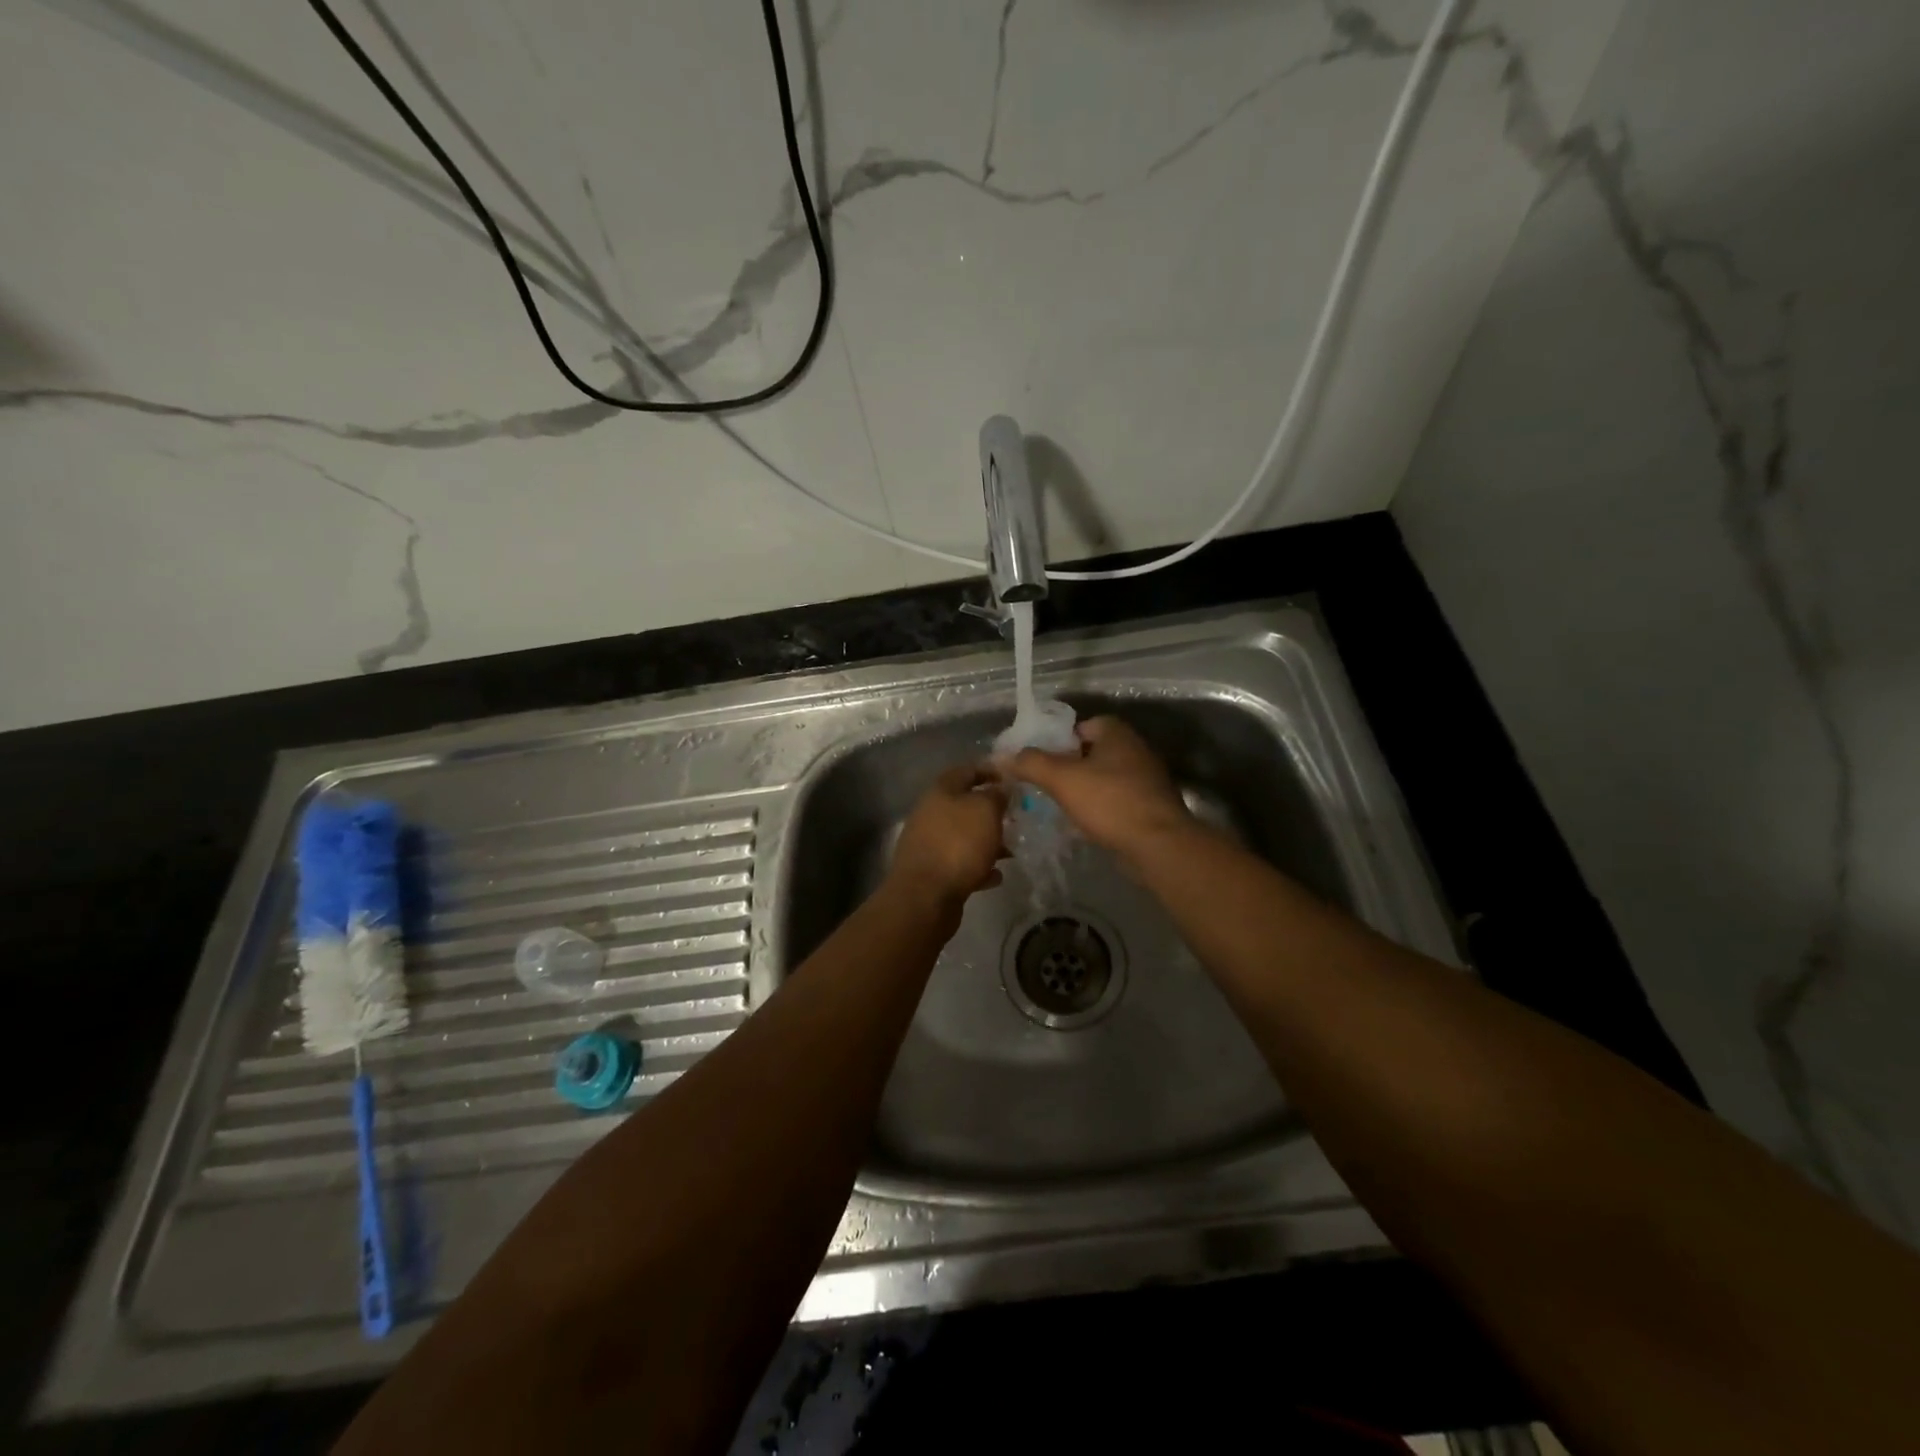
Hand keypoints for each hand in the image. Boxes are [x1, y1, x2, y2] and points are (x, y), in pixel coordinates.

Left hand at [887, 763, 1008, 906]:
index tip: (1013, 779)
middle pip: (964, 805)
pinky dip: (979, 866)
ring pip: (964, 836)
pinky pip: (960, 863)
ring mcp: (929, 844)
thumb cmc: (958, 844)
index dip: (990, 771)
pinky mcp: (933, 872)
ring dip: (987, 841)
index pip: (967, 770)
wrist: (925, 896)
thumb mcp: (985, 811)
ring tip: (1011, 850)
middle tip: (1016, 818)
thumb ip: (997, 795)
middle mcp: (931, 813)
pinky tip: (996, 876)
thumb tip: (1001, 789)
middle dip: (991, 811)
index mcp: (941, 791)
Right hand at [999, 716, 1192, 867]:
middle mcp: (1136, 750)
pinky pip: (1116, 800)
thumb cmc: (1109, 802)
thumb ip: (1031, 763)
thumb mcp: (1062, 778)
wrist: (1158, 845)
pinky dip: (1100, 808)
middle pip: (1092, 752)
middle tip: (1045, 783)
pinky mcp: (1150, 807)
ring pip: (1104, 778)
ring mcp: (1146, 780)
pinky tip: (1085, 823)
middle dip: (1069, 766)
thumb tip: (1002, 756)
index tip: (1040, 760)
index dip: (1059, 740)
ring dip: (1084, 789)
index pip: (1082, 726)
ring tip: (1059, 805)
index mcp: (1117, 733)